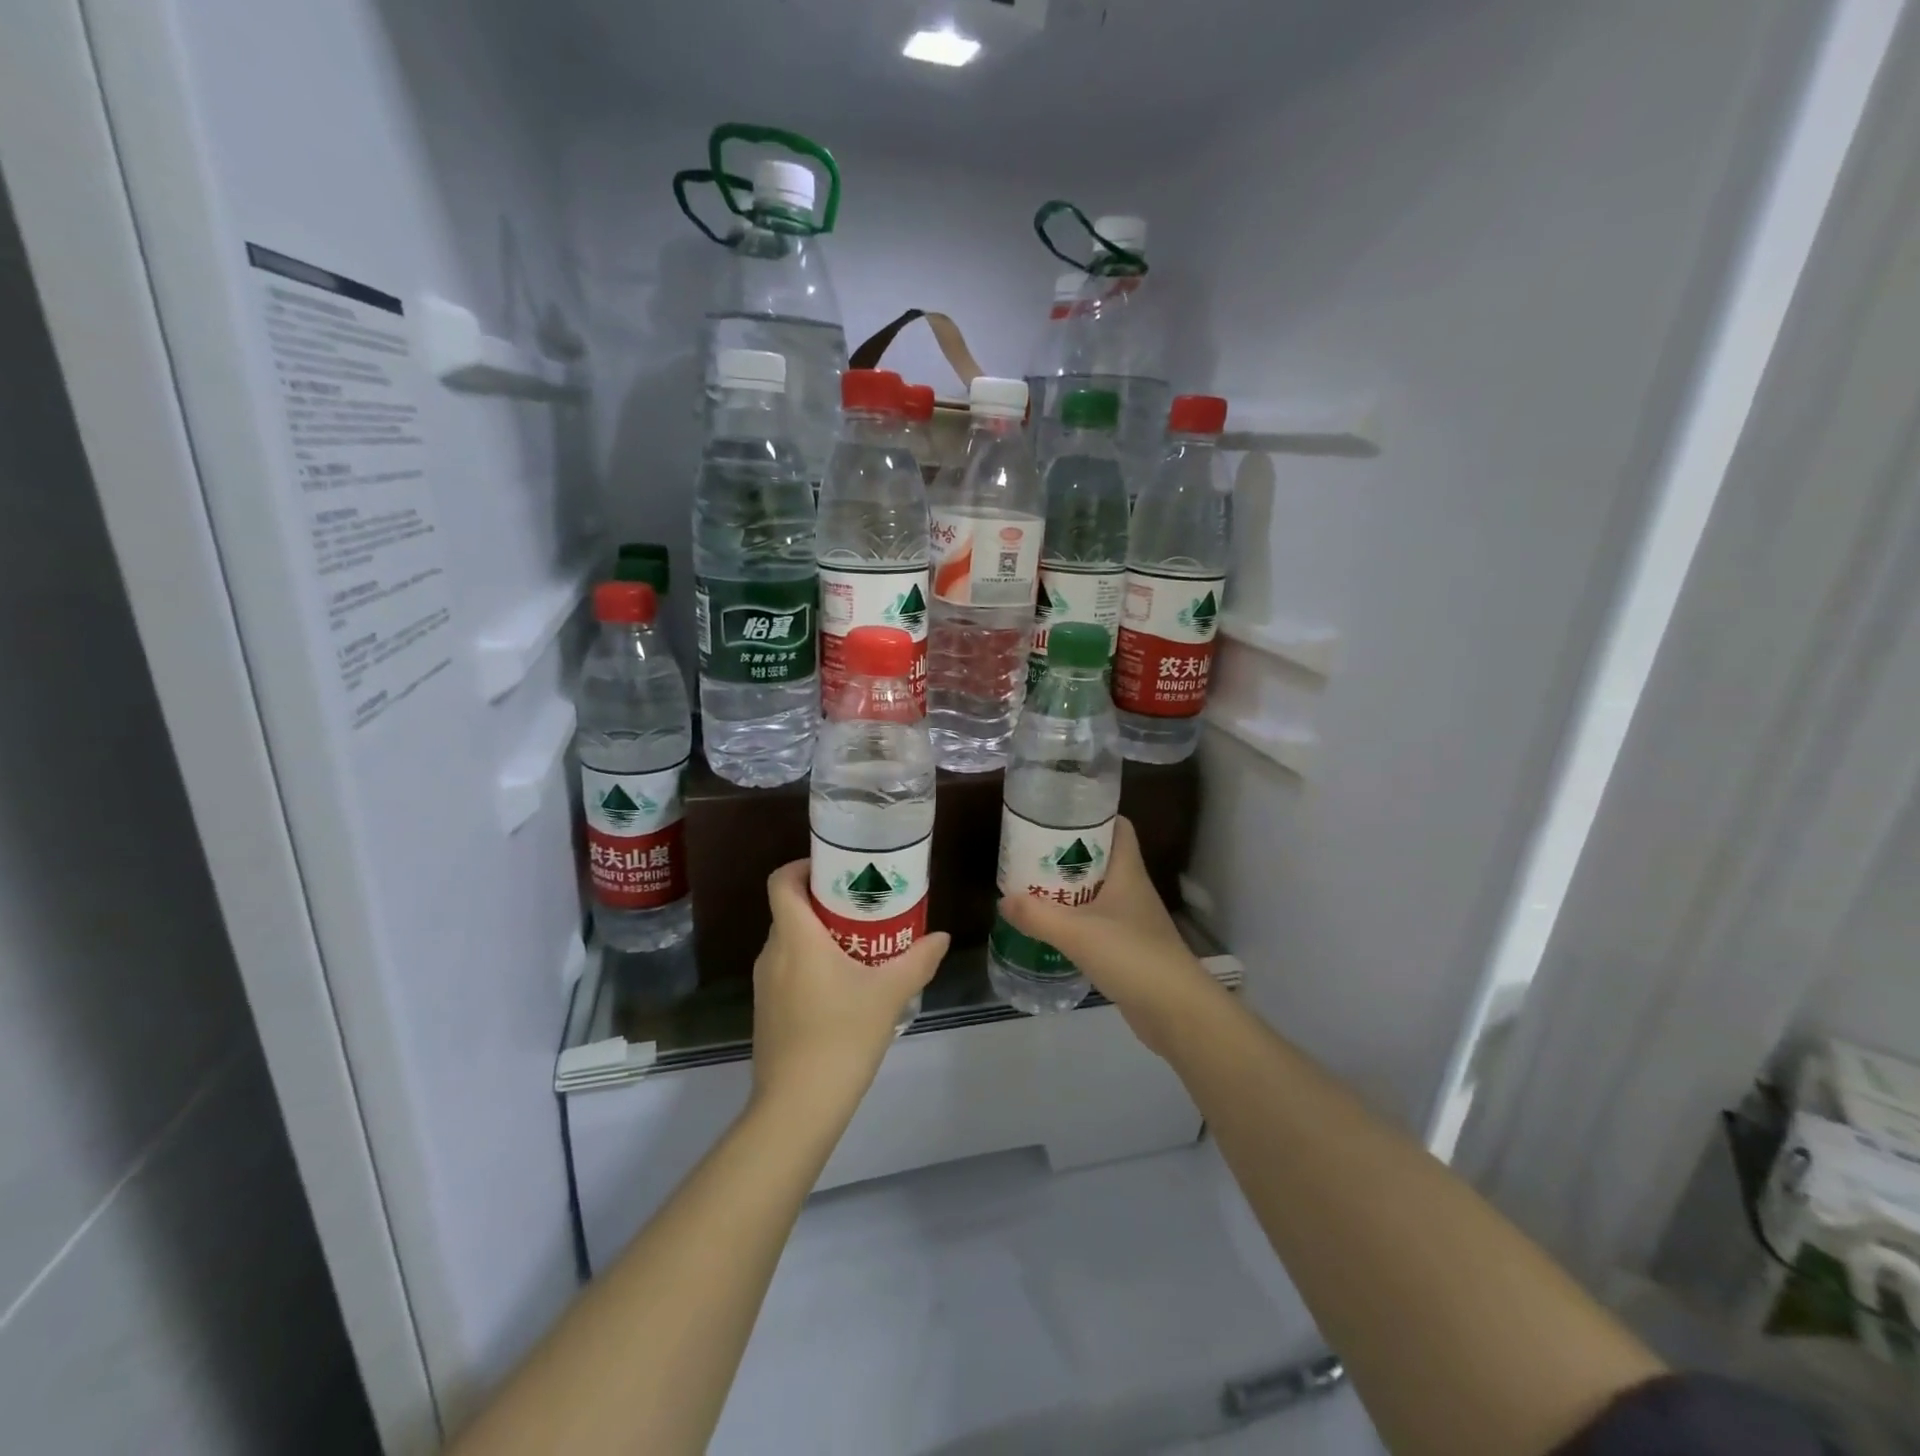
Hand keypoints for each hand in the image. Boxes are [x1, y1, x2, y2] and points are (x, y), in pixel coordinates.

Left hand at [750, 861, 948, 1116]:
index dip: (803, 866)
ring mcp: (765, 984)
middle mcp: (772, 953)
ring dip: (820, 935)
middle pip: (791, 909)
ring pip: (791, 941)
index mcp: (795, 937)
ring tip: (862, 943)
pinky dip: (812, 962)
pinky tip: (845, 985)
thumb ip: (917, 961)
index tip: (837, 869)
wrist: (798, 1106)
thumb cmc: (842, 1035)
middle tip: (865, 905)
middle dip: (825, 901)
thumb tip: (941, 938)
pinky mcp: (768, 1010)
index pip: (782, 881)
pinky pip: (789, 969)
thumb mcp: (889, 994)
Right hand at [996, 817, 1223, 1055]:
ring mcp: (1133, 920)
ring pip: (1098, 892)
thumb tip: (1003, 900)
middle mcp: (1133, 890)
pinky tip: (1053, 929)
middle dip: (1069, 855)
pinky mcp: (1129, 949)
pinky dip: (1077, 921)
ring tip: (1034, 888)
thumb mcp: (1077, 932)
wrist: (1176, 1011)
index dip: (1092, 816)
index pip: (1118, 827)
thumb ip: (1037, 915)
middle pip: (1101, 859)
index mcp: (1128, 872)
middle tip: (1033, 854)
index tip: (1058, 816)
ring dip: (1070, 890)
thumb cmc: (1131, 955)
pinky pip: (1098, 923)